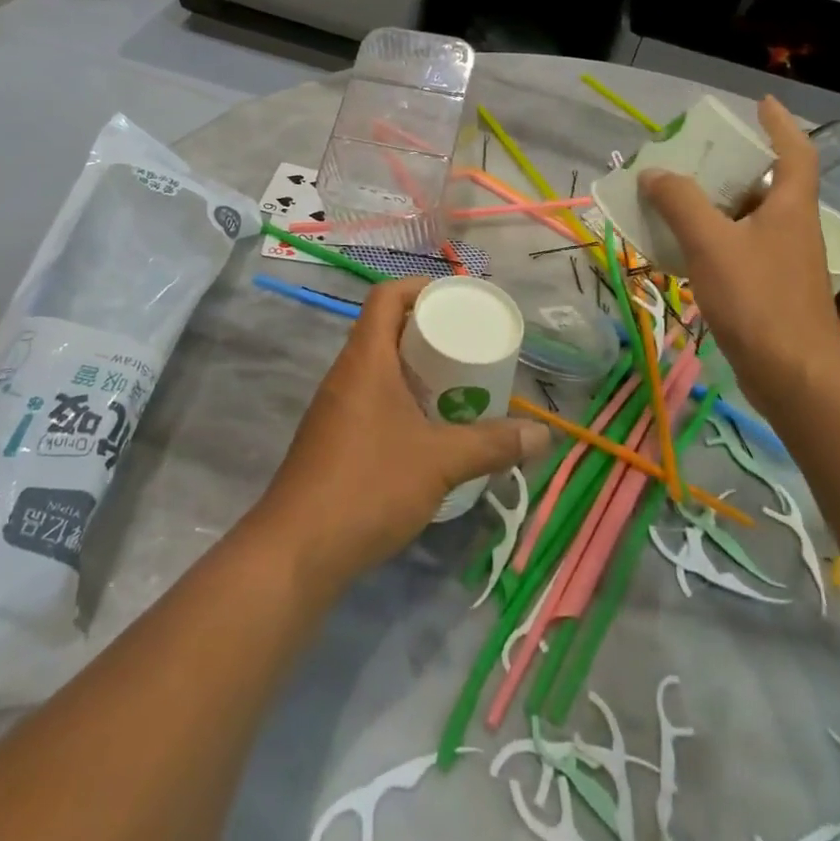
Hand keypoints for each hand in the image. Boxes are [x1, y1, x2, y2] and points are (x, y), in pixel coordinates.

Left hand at [255, 279, 549, 588]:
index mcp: (365, 359)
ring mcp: (335, 408)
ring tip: (456, 386)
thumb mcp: (440, 462)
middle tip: (467, 346)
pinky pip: (371, 399)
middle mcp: (346, 374)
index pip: (386, 297)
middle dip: (428, 332)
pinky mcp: (332, 440)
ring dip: (415, 370)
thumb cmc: (369, 486)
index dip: (419, 287)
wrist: (296, 553)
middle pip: (386, 330)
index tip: (456, 300)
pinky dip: (401, 400)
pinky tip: (427, 431)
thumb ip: (492, 445)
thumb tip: (543, 435)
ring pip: (379, 369)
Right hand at [639, 96, 839, 409]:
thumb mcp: (711, 242)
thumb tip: (654, 173)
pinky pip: (741, 248)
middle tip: (699, 153)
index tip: (762, 103)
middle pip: (768, 184)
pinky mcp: (772, 290)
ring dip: (720, 203)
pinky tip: (685, 247)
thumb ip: (680, 203)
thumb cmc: (757, 299)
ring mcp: (785, 261)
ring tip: (680, 195)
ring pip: (751, 218)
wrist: (792, 376)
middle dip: (736, 165)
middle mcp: (794, 228)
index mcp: (791, 207)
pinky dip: (716, 238)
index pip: (795, 151)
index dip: (780, 124)